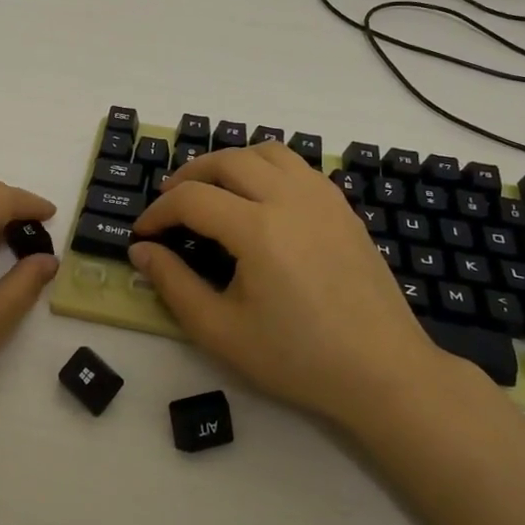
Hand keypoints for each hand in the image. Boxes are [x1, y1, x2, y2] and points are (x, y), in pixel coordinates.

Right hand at [129, 143, 454, 420]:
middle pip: (227, 160)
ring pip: (266, 152)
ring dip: (229, 162)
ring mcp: (323, 198)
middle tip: (168, 202)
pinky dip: (266, 168)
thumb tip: (142, 250)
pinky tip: (259, 200)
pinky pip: (297, 166)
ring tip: (212, 190)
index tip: (141, 234)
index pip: (192, 199)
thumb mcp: (220, 331)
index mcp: (258, 229)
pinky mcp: (343, 208)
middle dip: (188, 176)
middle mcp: (290, 198)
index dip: (158, 212)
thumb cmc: (297, 358)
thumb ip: (173, 284)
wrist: (383, 372)